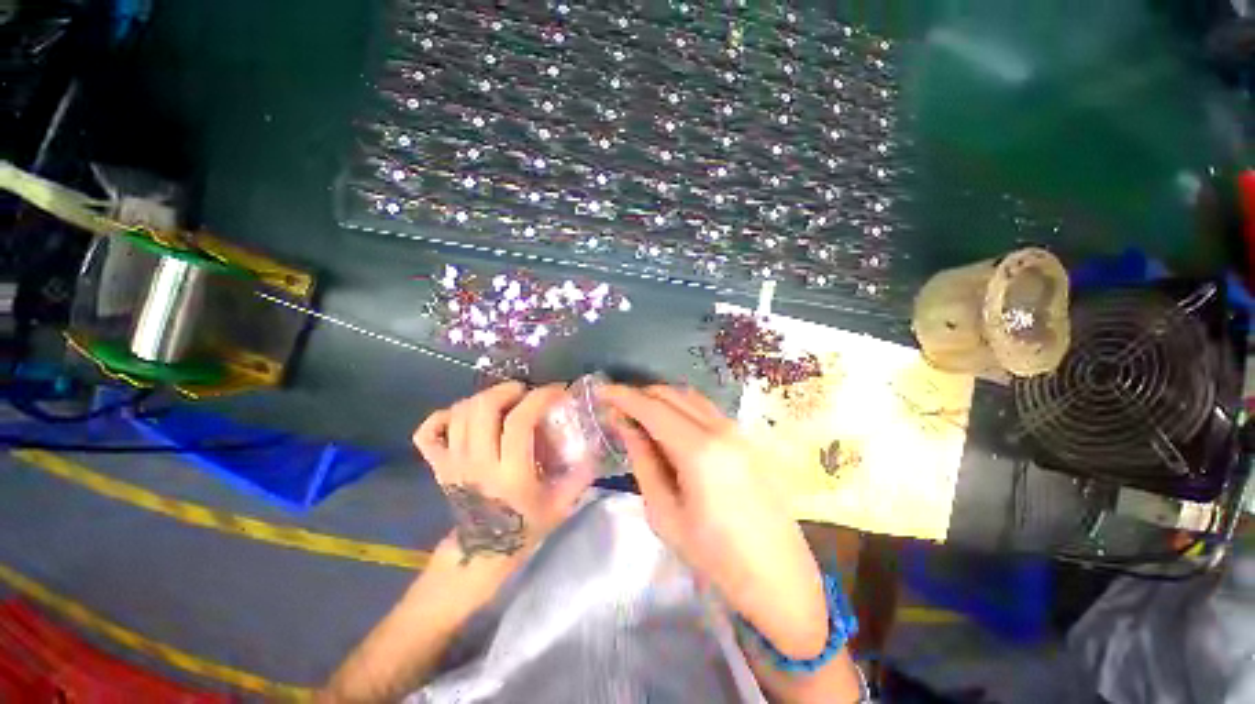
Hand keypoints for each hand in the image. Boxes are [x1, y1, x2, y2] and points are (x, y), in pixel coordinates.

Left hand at [414, 382, 592, 568]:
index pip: (519, 421)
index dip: (539, 398)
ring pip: (460, 412)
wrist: (482, 553)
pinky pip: (429, 431)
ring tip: (503, 401)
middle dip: (508, 390)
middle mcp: (478, 463)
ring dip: (484, 398)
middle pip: (483, 408)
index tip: (557, 391)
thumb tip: (596, 446)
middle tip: (525, 393)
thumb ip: (581, 475)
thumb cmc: (524, 527)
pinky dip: (444, 416)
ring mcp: (453, 463)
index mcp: (511, 473)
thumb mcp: (560, 504)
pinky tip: (465, 416)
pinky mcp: (439, 465)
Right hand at [599, 384, 828, 659]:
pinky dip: (681, 407)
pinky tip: (669, 424)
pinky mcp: (745, 437)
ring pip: (690, 397)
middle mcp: (720, 429)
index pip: (652, 408)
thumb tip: (625, 425)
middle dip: (641, 395)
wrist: (777, 575)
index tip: (601, 392)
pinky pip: (706, 409)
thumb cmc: (714, 555)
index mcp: (698, 450)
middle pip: (672, 394)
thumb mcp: (664, 513)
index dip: (623, 396)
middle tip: (617, 406)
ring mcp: (737, 430)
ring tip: (639, 414)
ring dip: (661, 398)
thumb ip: (643, 461)